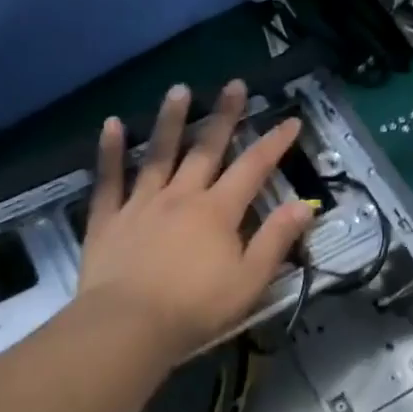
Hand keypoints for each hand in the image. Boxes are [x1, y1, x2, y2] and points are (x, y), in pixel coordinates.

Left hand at [77, 81, 313, 359]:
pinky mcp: (108, 219)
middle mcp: (182, 196)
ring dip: (170, 121)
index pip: (253, 169)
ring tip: (179, 90)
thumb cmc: (196, 308)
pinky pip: (109, 179)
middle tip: (234, 85)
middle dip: (225, 116)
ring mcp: (141, 203)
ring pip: (159, 154)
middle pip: (207, 149)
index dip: (274, 143)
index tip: (290, 120)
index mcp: (218, 211)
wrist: (128, 326)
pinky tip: (112, 124)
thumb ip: (276, 240)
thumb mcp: (250, 280)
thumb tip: (304, 206)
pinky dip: (110, 151)